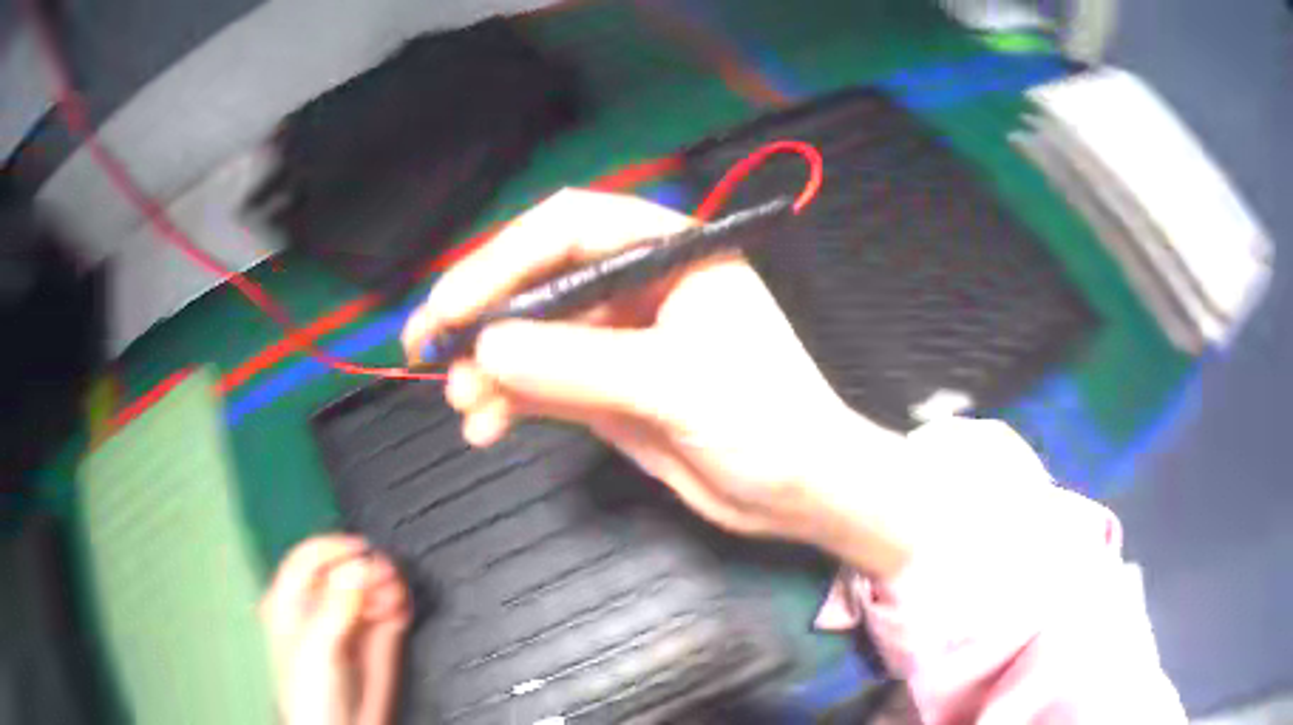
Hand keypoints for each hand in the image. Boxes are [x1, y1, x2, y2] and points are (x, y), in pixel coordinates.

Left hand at [261, 535, 411, 724]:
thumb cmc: (312, 693)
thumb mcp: (318, 647)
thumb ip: (336, 607)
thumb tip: (359, 567)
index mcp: (292, 601)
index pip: (310, 558)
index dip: (334, 549)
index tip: (361, 550)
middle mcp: (321, 606)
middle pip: (345, 570)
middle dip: (365, 568)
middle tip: (384, 574)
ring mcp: (351, 622)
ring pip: (370, 588)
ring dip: (385, 583)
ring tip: (394, 592)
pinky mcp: (378, 639)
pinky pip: (389, 609)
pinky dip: (398, 602)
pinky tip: (400, 605)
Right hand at [402, 189, 909, 574]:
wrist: (797, 491)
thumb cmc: (765, 421)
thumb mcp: (675, 385)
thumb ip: (577, 365)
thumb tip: (485, 350)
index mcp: (668, 253)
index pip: (568, 228)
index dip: (502, 259)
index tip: (452, 306)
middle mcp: (637, 286)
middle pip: (540, 279)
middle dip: (482, 314)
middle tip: (425, 346)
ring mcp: (618, 340)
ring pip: (533, 337)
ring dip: (489, 367)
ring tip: (460, 404)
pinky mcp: (607, 389)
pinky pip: (542, 383)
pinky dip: (507, 400)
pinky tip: (483, 427)